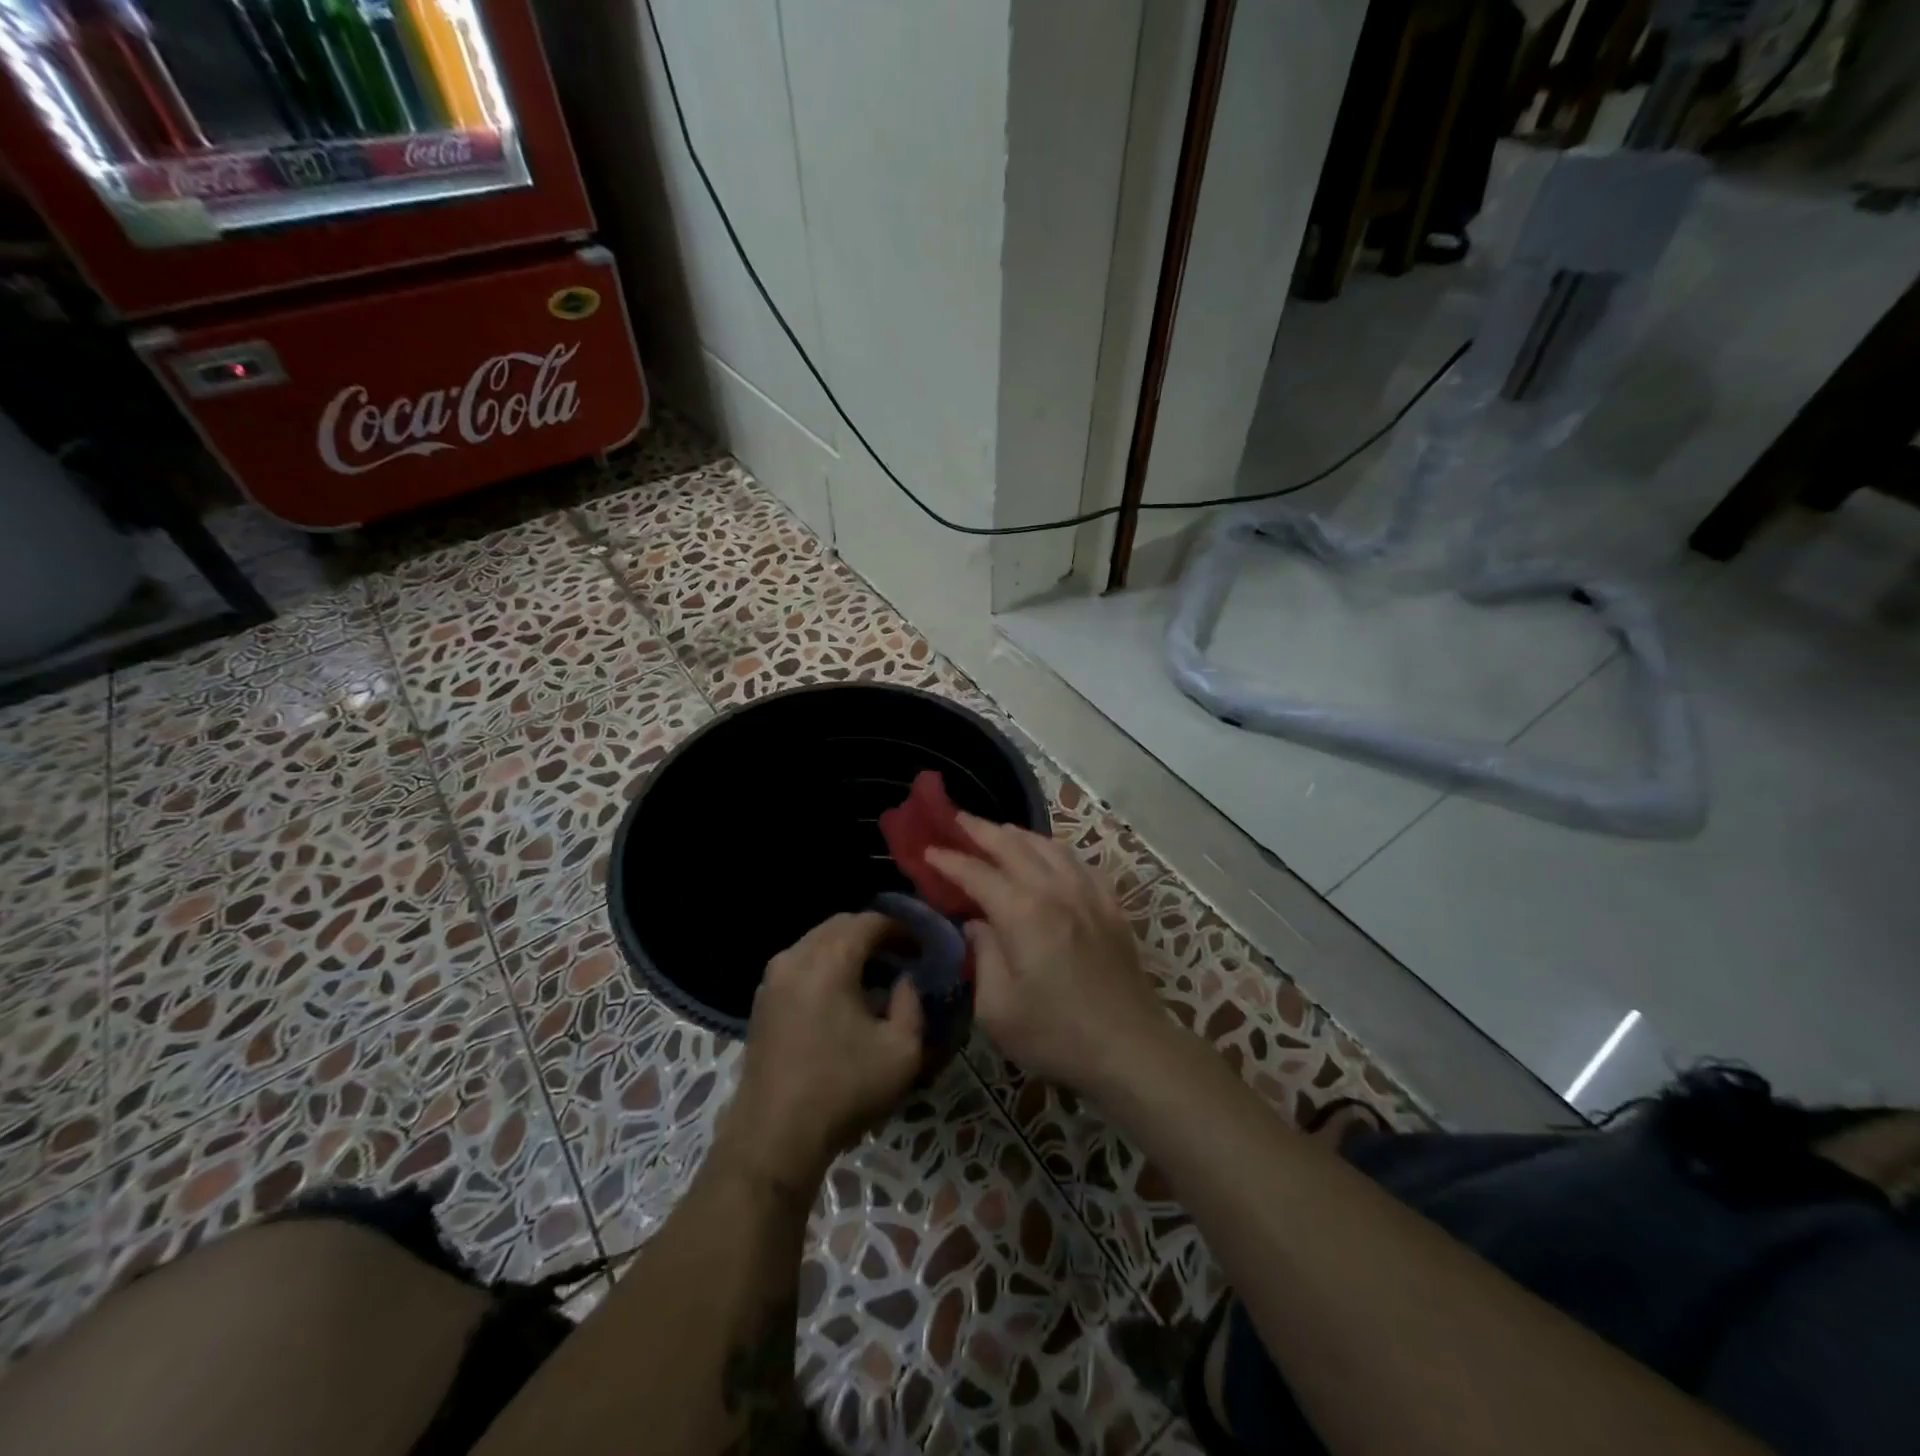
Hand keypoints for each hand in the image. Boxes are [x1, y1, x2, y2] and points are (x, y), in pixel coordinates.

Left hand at [722, 912, 924, 1188]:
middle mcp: (796, 956)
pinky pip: (800, 963)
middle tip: (901, 956)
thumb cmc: (843, 1089)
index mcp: (830, 960)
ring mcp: (773, 978)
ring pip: (816, 942)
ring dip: (847, 949)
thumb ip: (912, 1004)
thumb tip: (905, 981)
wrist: (774, 1137)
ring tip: (874, 974)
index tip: (921, 947)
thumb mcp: (901, 1051)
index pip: (870, 921)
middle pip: (840, 925)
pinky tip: (842, 994)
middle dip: (873, 934)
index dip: (901, 928)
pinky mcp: (762, 1001)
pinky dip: (824, 965)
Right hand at [927, 816, 1168, 1094]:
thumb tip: (977, 923)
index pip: (977, 873)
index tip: (927, 850)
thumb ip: (982, 956)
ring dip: (1018, 834)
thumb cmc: (1055, 1034)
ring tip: (998, 832)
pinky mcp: (1110, 906)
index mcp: (1023, 913)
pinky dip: (1056, 851)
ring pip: (1049, 846)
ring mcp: (1088, 894)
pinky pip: (1080, 863)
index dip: (949, 860)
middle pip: (1013, 845)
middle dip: (980, 830)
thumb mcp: (997, 1008)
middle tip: (955, 819)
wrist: (1129, 1048)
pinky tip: (1051, 857)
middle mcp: (1055, 890)